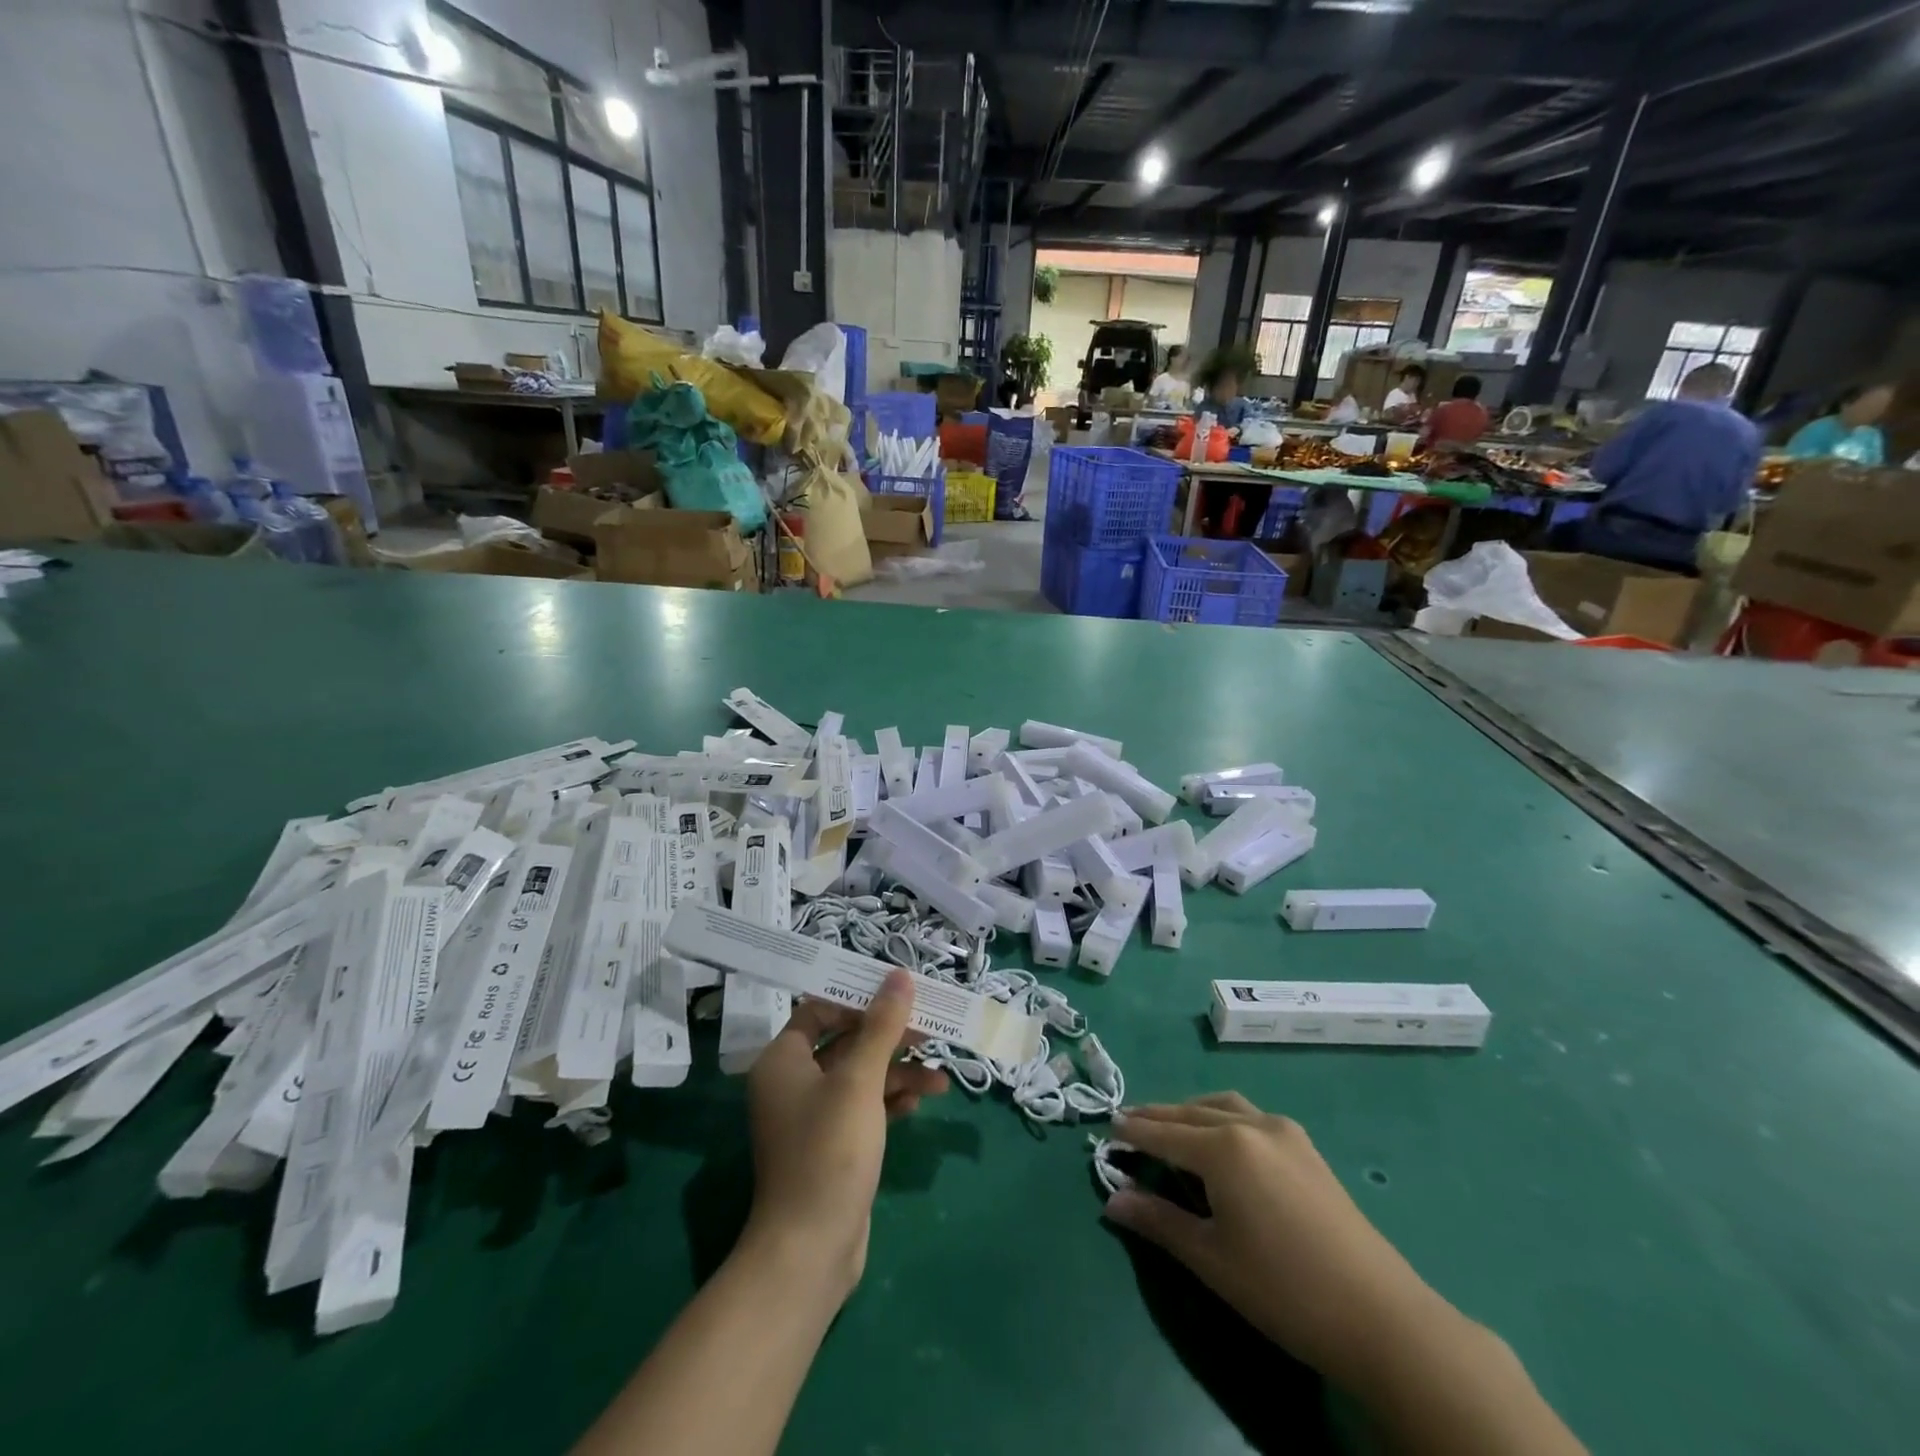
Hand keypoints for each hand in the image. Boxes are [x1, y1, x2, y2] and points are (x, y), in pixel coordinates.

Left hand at [744, 971, 947, 1293]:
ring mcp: (813, 1117)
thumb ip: (881, 1026)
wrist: (811, 1250)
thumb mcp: (860, 1080)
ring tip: (941, 1078)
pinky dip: (891, 1100)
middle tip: (929, 1031)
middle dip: (889, 1038)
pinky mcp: (833, 1145)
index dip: (857, 999)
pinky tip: (921, 1101)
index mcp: (784, 1060)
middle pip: (846, 1042)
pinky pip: (864, 1107)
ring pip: (860, 1077)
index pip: (819, 1010)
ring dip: (898, 1073)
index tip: (898, 994)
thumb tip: (898, 975)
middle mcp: (793, 1083)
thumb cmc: (830, 1151)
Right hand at [1105, 1095, 1442, 1386]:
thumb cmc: (1284, 1290)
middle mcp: (1251, 1125)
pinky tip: (1221, 1143)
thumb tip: (1112, 1200)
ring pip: (1223, 1107)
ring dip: (1191, 1112)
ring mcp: (1284, 1132)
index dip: (1133, 1132)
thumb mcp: (1211, 1259)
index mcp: (1224, 1147)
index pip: (1164, 1133)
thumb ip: (1158, 1222)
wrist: (1381, 1317)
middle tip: (1129, 1125)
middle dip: (1157, 1118)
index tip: (1106, 1130)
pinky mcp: (1307, 1148)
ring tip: (1170, 1128)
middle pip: (1191, 1113)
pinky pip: (1250, 1117)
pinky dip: (1222, 1119)